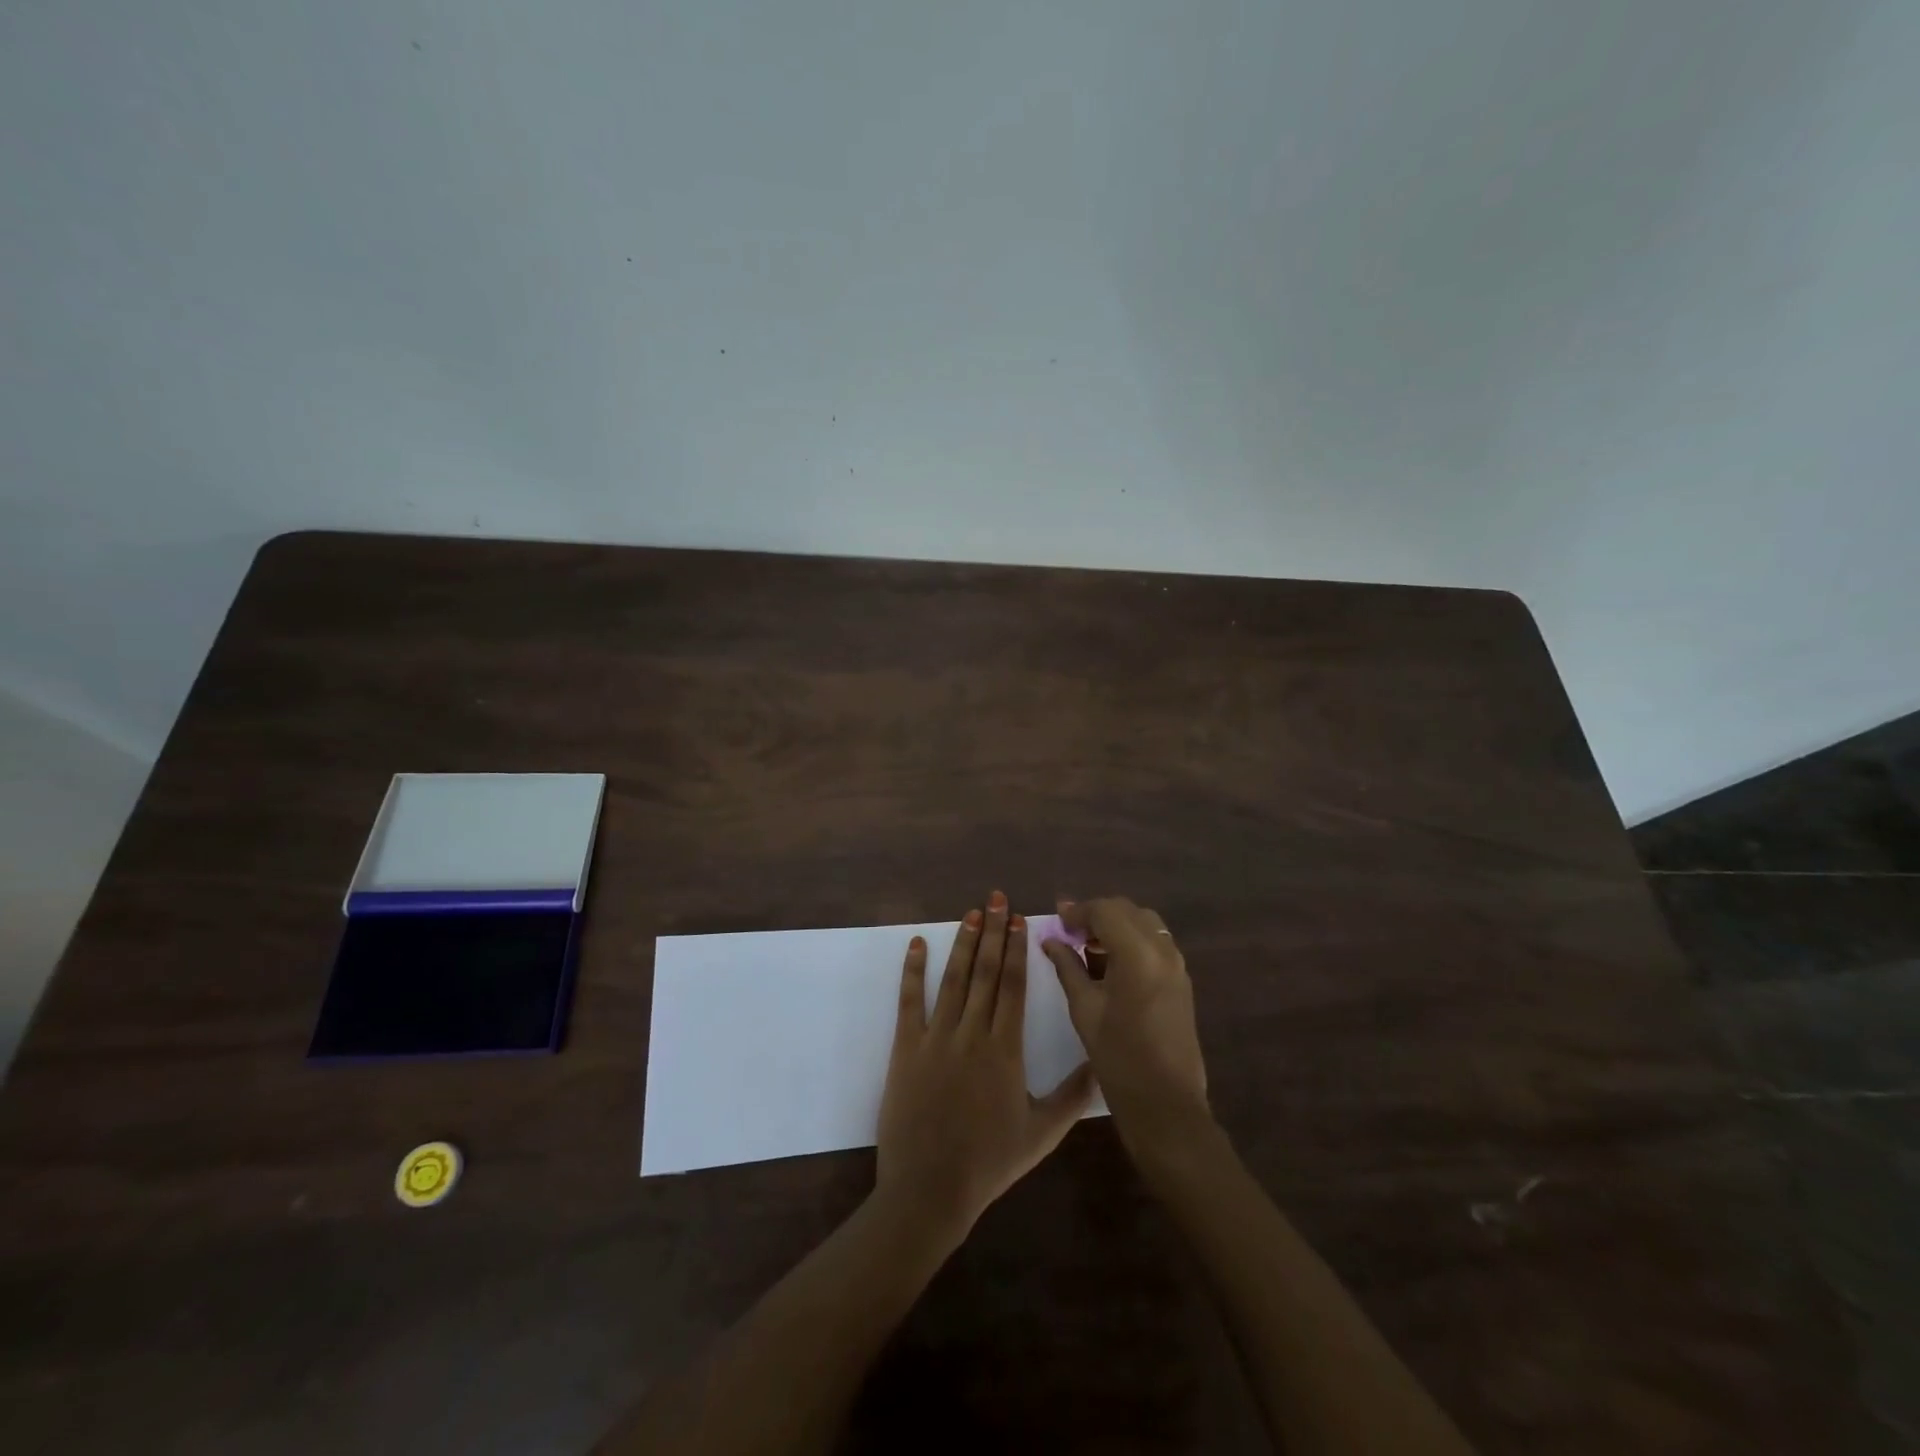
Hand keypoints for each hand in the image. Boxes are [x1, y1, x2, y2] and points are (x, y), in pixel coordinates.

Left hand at [876, 891, 1096, 1245]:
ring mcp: (935, 1038)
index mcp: (1005, 1049)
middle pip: (985, 972)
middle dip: (993, 932)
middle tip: (996, 898)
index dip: (1016, 949)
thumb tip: (1102, 1065)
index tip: (1019, 920)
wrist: (930, 1189)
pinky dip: (912, 970)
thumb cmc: (989, 1162)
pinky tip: (916, 943)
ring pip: (952, 979)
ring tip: (970, 913)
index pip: (1012, 986)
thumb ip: (1073, 1096)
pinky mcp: (905, 1048)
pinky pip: (909, 1001)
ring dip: (962, 943)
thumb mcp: (1042, 1134)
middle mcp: (971, 1033)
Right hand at [1041, 898, 1211, 1159]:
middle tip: (1069, 932)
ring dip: (1116, 925)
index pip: (1105, 910)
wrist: (1166, 1105)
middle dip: (1097, 914)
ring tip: (1088, 946)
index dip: (1077, 911)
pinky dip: (1132, 940)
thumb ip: (1068, 967)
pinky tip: (1111, 964)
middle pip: (1127, 911)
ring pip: (1144, 923)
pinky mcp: (1182, 980)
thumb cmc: (1118, 1058)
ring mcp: (1177, 964)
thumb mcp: (1085, 1009)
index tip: (1056, 921)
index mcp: (1138, 954)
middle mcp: (1163, 950)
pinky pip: (1155, 943)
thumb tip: (1050, 940)